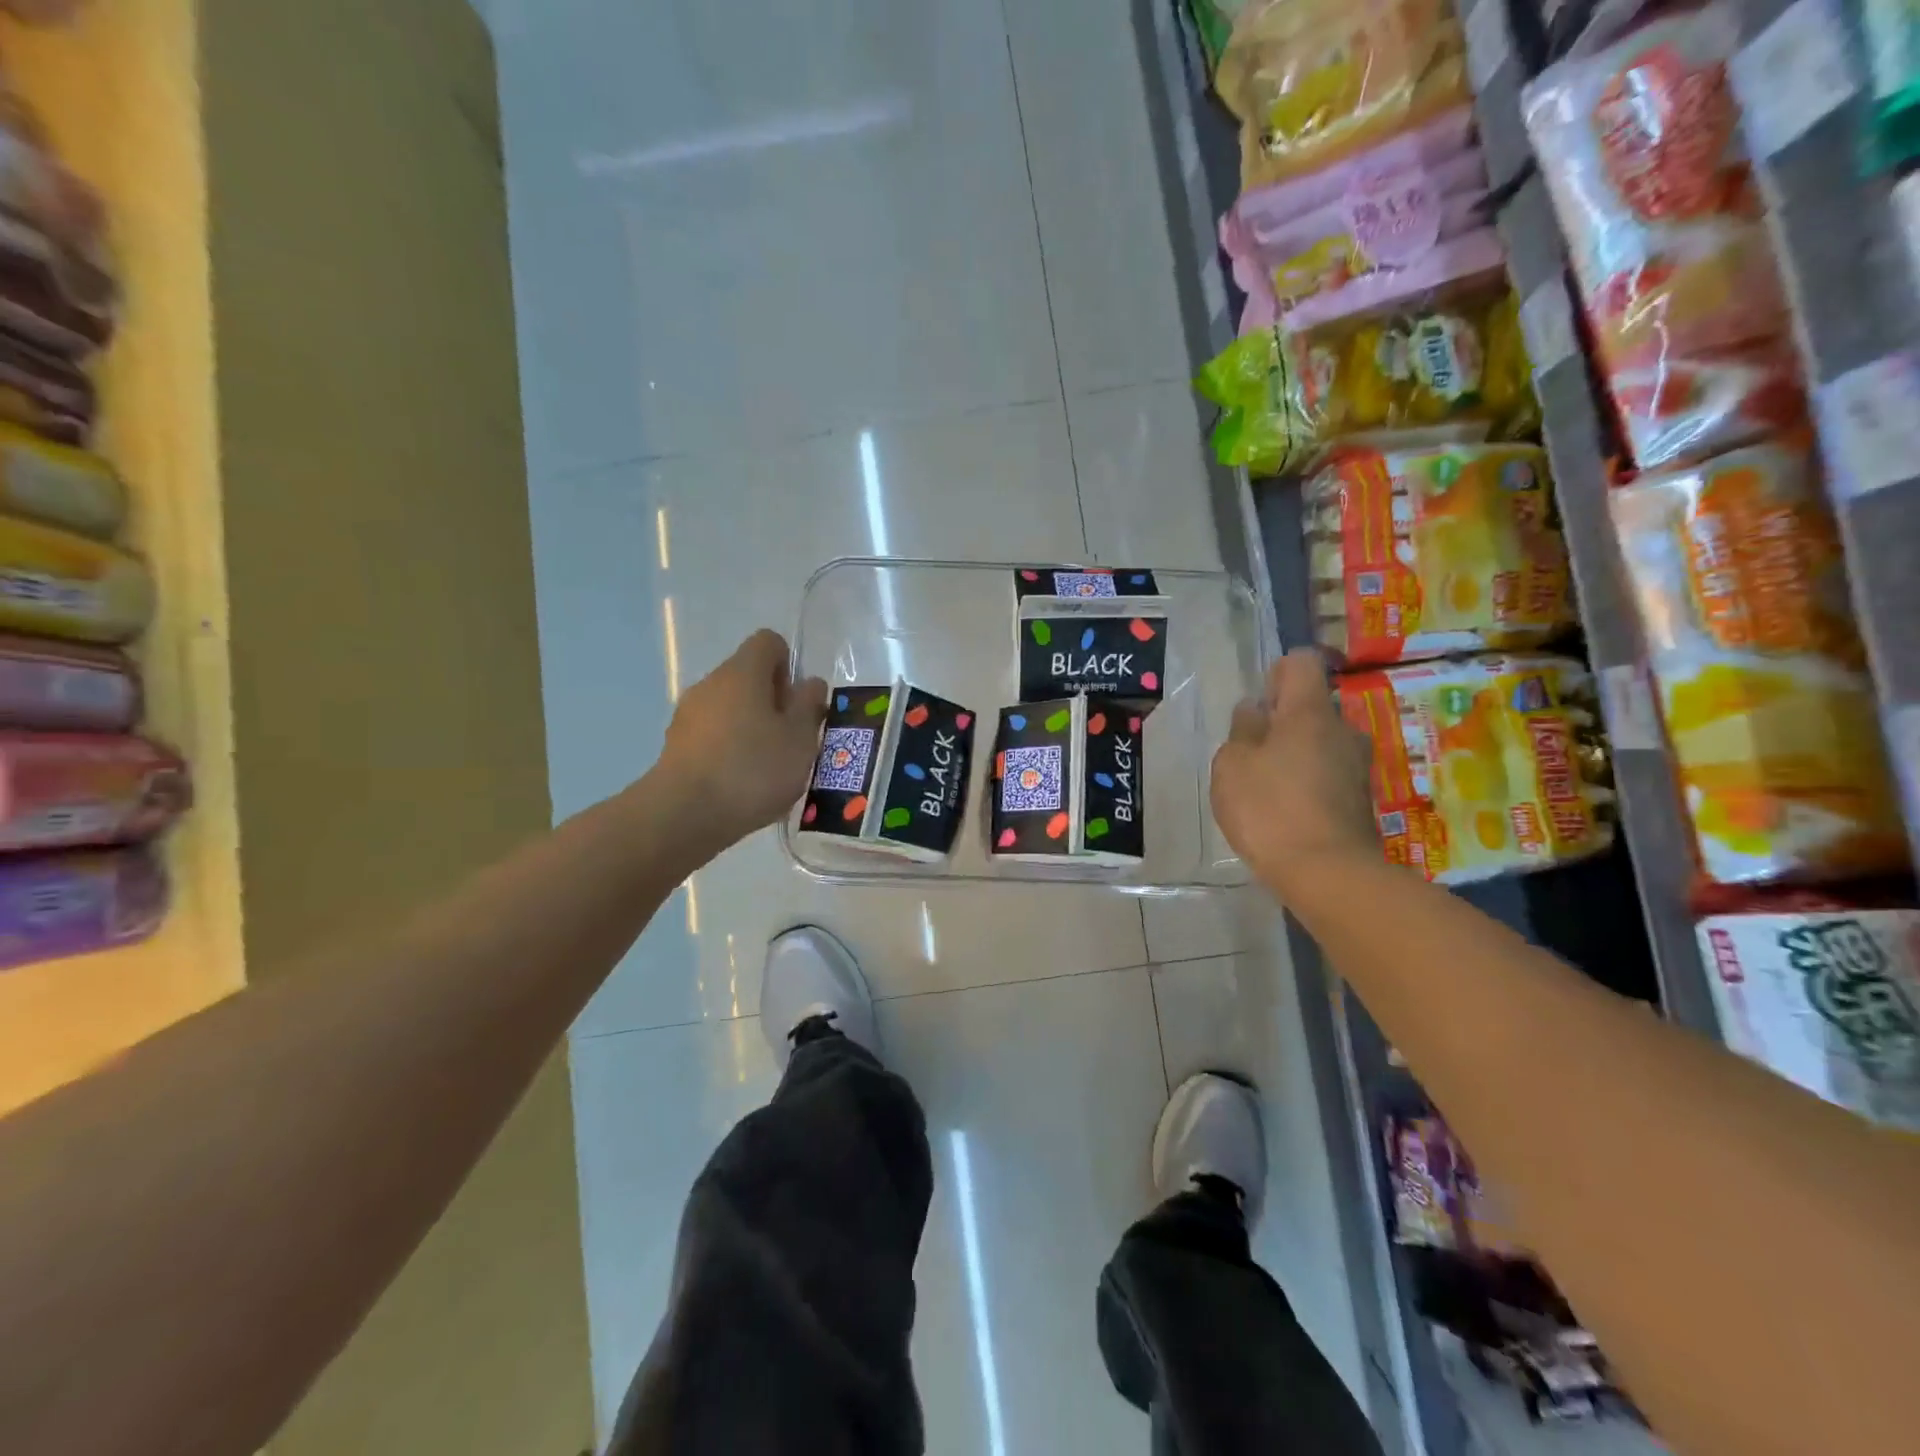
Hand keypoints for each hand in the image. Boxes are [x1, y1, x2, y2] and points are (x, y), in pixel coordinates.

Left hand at [653, 629, 826, 852]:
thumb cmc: (753, 769)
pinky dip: (730, 749)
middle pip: (748, 676)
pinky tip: (742, 783)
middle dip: (773, 701)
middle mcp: (711, 683)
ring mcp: (688, 714)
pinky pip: (713, 735)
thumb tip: (809, 683)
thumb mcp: (800, 739)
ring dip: (752, 727)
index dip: (789, 665)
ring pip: (730, 708)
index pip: (769, 642)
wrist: (685, 815)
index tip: (798, 702)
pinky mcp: (677, 746)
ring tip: (769, 767)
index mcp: (743, 671)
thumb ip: (809, 705)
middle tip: (792, 739)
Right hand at [1211, 647, 1379, 898]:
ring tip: (1266, 788)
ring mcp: (1357, 766)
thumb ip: (1242, 731)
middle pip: (1311, 707)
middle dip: (1282, 722)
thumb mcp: (1232, 765)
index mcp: (1310, 712)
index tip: (1259, 705)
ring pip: (1320, 743)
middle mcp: (1342, 730)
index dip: (1277, 674)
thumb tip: (1255, 710)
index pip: (1301, 663)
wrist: (1328, 874)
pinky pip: (1329, 775)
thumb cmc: (1269, 810)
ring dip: (1295, 755)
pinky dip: (1308, 784)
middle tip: (1252, 754)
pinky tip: (1286, 813)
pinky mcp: (1361, 799)